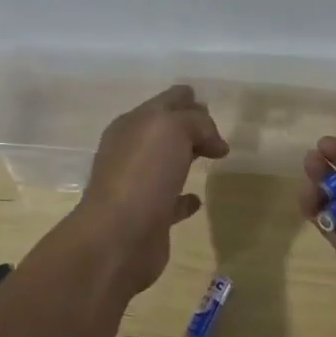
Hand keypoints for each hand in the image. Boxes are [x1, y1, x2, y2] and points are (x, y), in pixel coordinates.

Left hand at [76, 85, 228, 293]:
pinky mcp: (149, 217)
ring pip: (167, 164)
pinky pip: (171, 201)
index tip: (211, 107)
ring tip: (213, 158)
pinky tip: (197, 200)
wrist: (119, 236)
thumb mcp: (172, 129)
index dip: (187, 100)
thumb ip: (196, 122)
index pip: (165, 102)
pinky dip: (184, 198)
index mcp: (133, 124)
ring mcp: (138, 185)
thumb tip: (213, 141)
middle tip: (217, 135)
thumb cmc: (143, 173)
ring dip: (186, 159)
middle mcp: (131, 151)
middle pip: (166, 131)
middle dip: (190, 128)